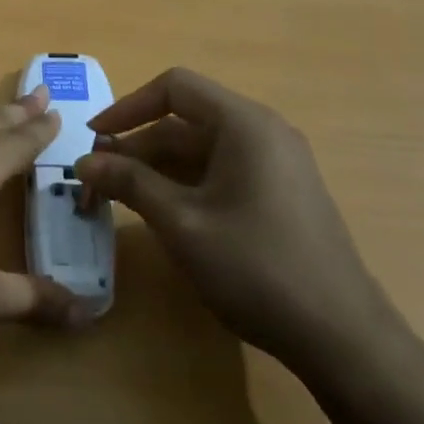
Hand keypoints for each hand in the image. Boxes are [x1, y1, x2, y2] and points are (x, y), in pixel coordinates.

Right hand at [73, 68, 392, 365]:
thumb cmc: (255, 267)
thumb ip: (130, 183)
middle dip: (136, 147)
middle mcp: (262, 133)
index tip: (93, 137)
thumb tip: (83, 161)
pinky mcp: (278, 194)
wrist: (341, 336)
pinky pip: (220, 172)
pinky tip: (160, 214)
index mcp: (244, 124)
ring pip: (199, 149)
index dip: (127, 107)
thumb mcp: (181, 223)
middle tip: (95, 181)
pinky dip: (183, 184)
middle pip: (184, 121)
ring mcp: (275, 164)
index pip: (174, 88)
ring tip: (118, 199)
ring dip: (155, 169)